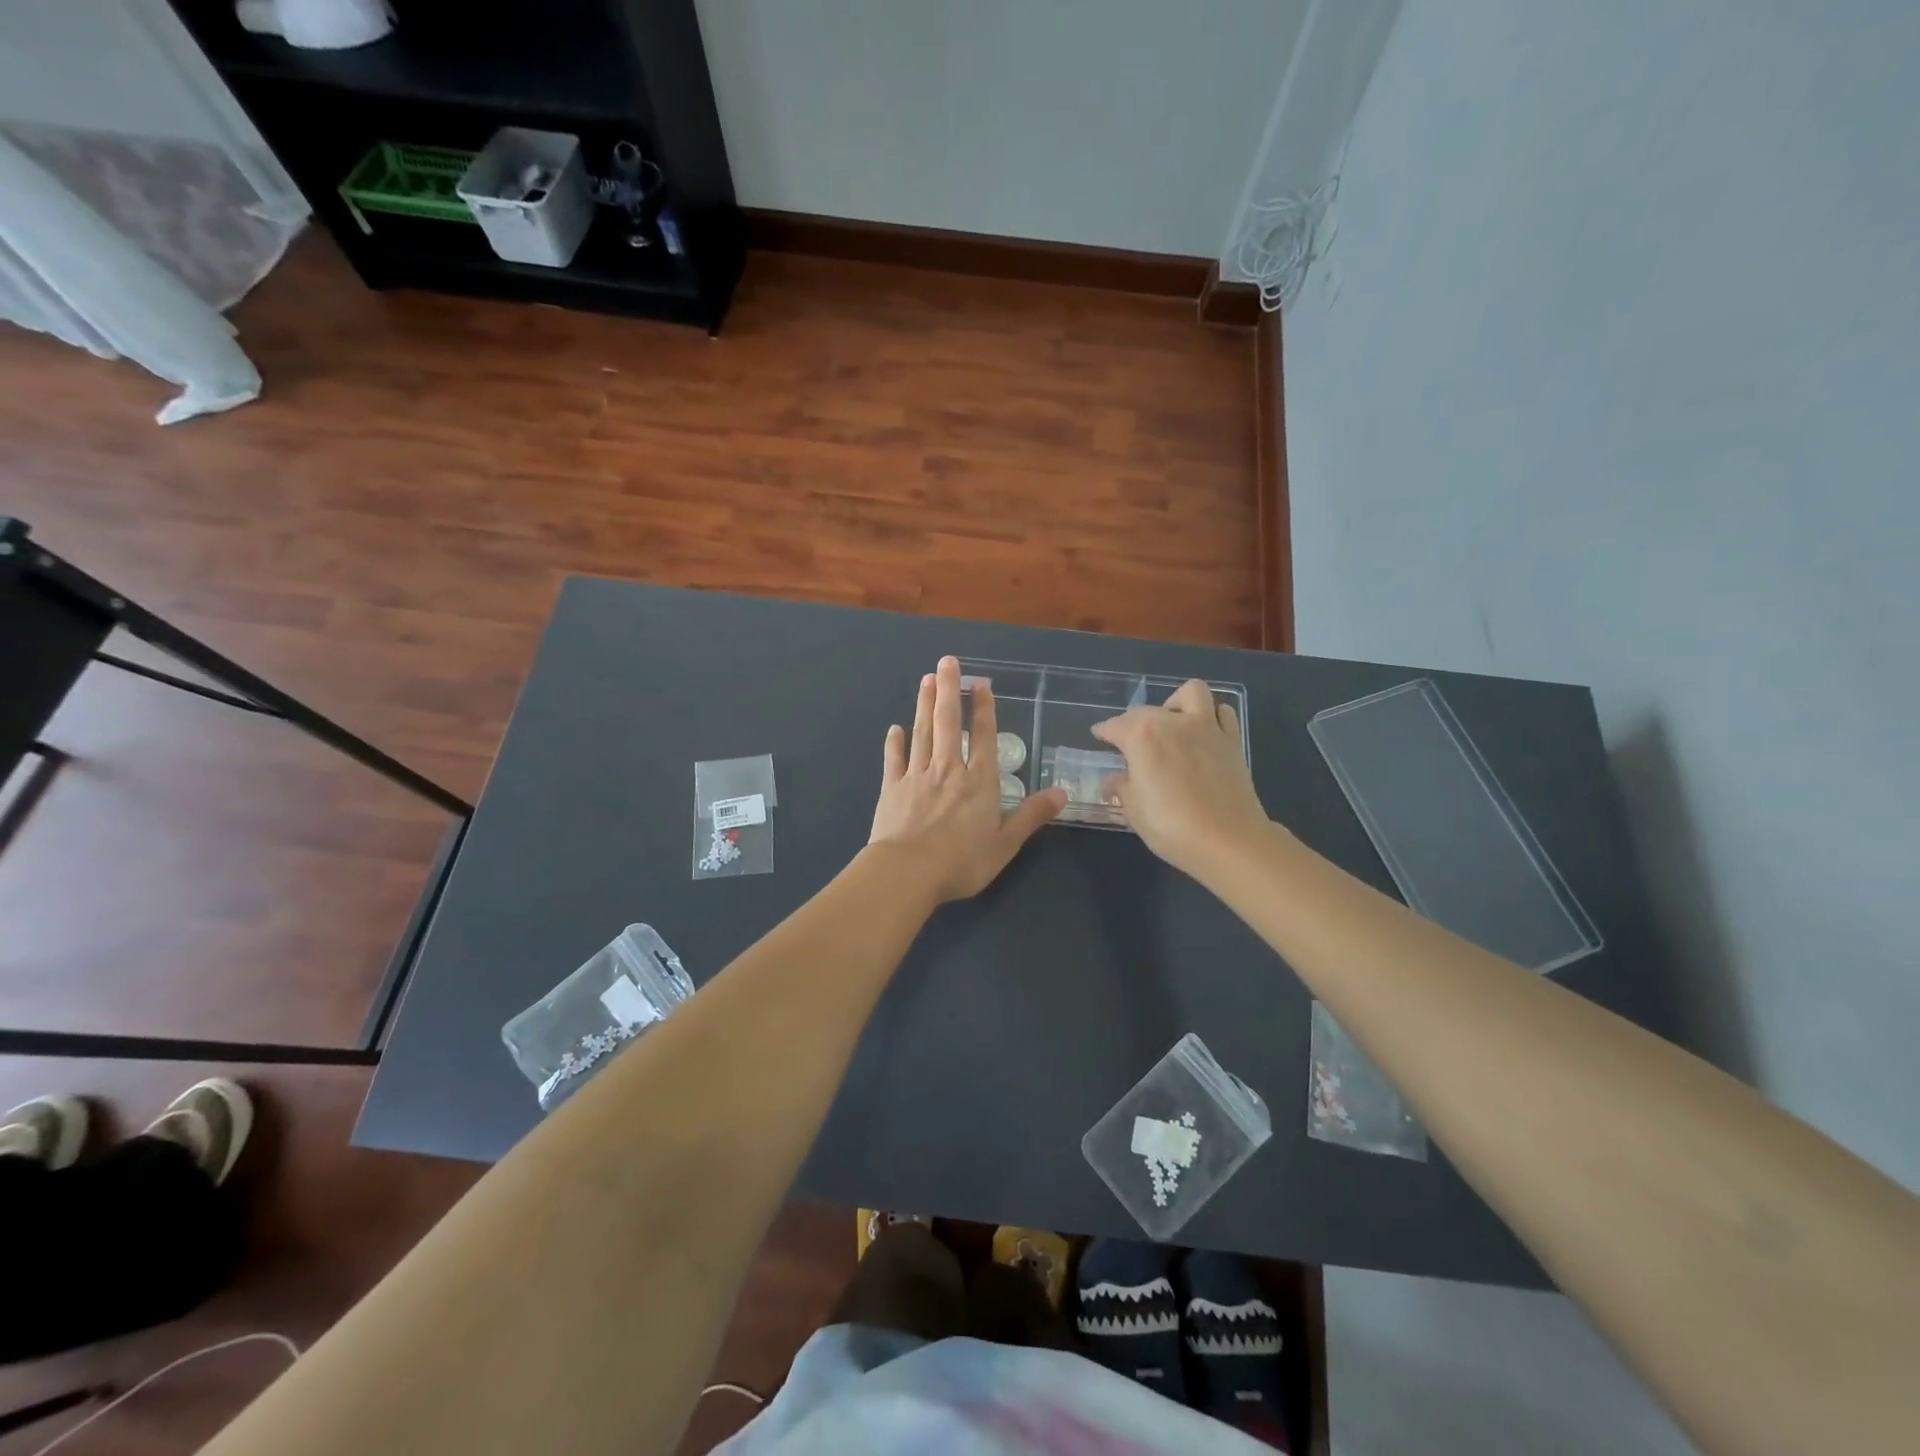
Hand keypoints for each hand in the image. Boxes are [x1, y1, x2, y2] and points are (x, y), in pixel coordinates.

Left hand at [869, 656, 1065, 901]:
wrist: (907, 871)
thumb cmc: (962, 861)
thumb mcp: (1006, 844)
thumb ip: (1031, 815)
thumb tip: (1062, 792)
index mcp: (979, 781)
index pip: (983, 736)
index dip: (983, 709)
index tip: (980, 683)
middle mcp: (949, 770)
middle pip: (948, 722)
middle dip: (949, 690)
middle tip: (946, 662)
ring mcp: (918, 776)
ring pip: (922, 733)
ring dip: (924, 705)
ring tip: (926, 680)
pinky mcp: (893, 788)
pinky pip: (895, 759)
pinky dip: (895, 742)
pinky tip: (895, 729)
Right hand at [1091, 679, 1271, 877]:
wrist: (1228, 841)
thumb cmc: (1170, 826)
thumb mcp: (1133, 810)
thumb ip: (1121, 787)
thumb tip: (1113, 780)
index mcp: (1141, 737)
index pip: (1114, 726)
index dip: (1103, 731)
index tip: (1099, 735)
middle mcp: (1173, 722)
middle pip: (1145, 710)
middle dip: (1132, 722)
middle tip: (1129, 742)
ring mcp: (1206, 728)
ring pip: (1190, 693)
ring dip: (1176, 703)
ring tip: (1170, 724)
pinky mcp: (1232, 741)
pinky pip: (1222, 713)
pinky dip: (1211, 716)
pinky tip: (1202, 734)